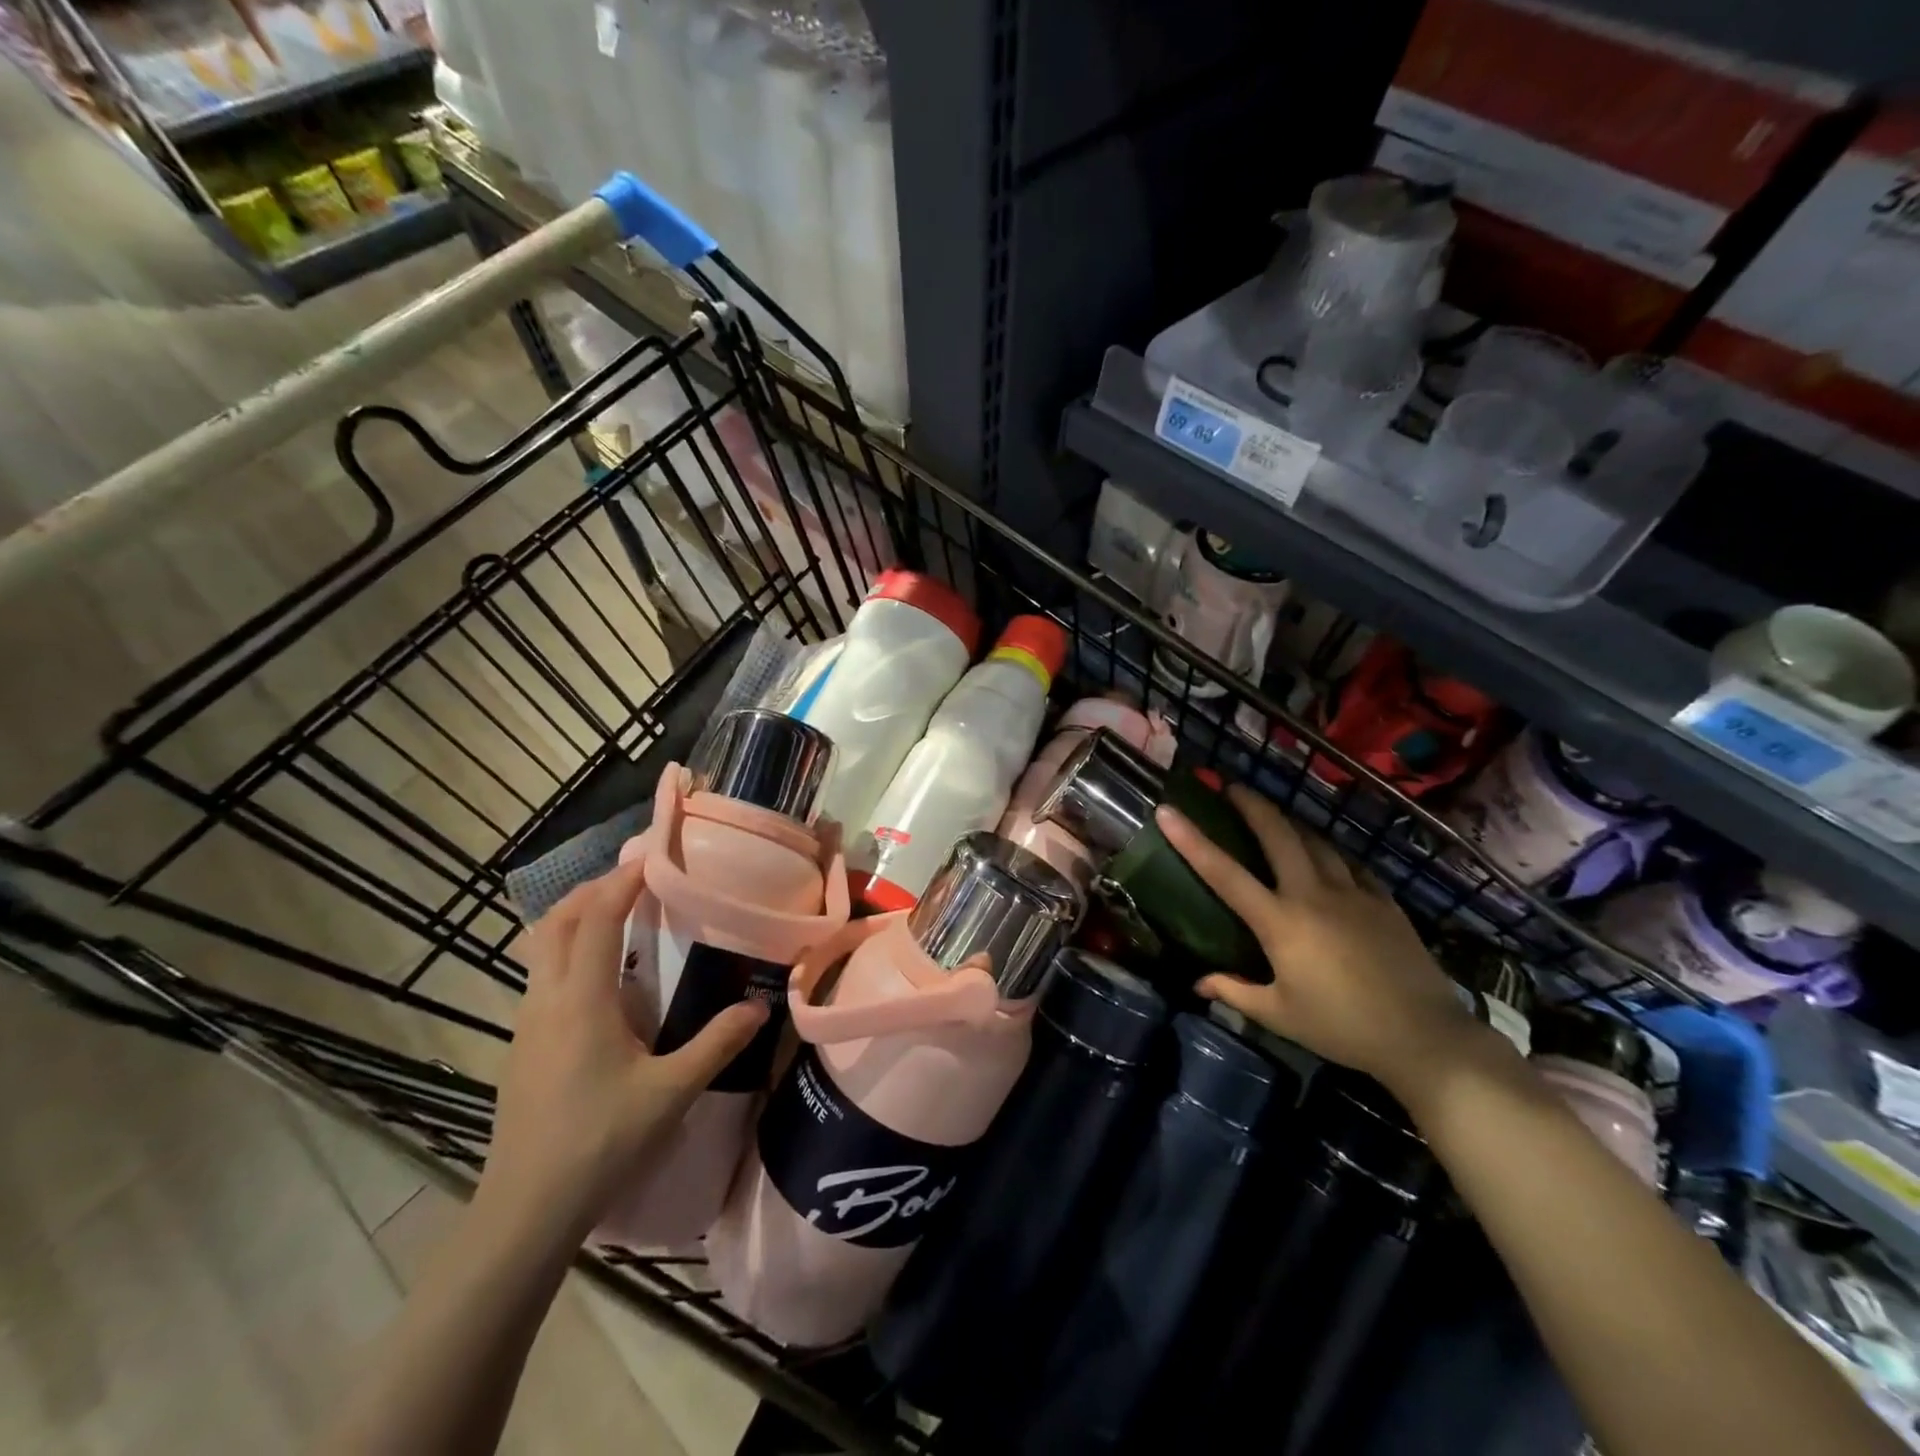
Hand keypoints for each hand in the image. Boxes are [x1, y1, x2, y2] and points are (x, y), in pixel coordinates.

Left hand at [482, 859, 767, 1236]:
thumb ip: (717, 1043)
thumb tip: (759, 1006)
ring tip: (619, 914)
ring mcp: (527, 1024)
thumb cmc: (600, 1143)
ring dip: (576, 918)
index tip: (654, 857)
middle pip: (556, 921)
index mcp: (581, 1001)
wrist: (526, 1211)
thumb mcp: (671, 1092)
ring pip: (542, 948)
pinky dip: (568, 950)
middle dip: (593, 889)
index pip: (596, 917)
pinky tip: (601, 977)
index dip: (623, 881)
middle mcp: (546, 1000)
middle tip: (636, 879)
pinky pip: (542, 976)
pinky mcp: (522, 1047)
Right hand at [1158, 785, 1487, 1095]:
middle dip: (1252, 805)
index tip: (1168, 810)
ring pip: (1316, 841)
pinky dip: (1330, 852)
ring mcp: (1352, 893)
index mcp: (1279, 922)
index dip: (1191, 840)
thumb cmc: (1342, 1027)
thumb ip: (1235, 992)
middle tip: (1232, 787)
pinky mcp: (1383, 900)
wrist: (1424, 1037)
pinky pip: (1350, 864)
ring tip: (1275, 817)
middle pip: (1278, 834)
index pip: (1224, 873)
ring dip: (1290, 823)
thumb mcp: (1279, 1015)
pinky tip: (1327, 856)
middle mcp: (1312, 894)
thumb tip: (1198, 983)